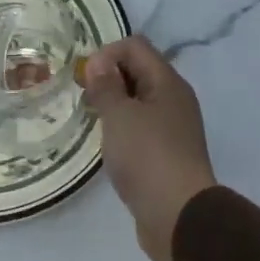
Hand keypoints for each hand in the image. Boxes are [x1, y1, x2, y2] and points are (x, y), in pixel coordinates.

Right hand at [83, 36, 217, 260]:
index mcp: (167, 83)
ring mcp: (172, 129)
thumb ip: (106, 86)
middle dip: (108, 78)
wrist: (176, 213)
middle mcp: (174, 100)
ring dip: (113, 106)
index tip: (84, 80)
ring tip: (91, 121)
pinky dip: (122, 130)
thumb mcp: (119, 115)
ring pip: (138, 103)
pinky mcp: (165, 155)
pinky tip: (108, 146)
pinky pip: (140, 129)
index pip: (136, 46)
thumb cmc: (146, 157)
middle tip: (83, 99)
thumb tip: (99, 61)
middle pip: (138, 72)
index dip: (106, 54)